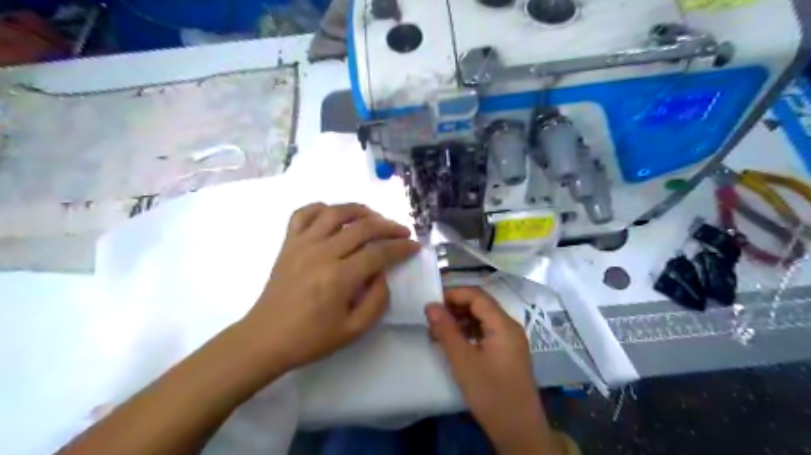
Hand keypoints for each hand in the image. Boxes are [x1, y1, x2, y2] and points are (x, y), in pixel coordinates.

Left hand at [239, 203, 417, 372]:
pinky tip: (334, 215)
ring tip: (374, 217)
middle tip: (402, 232)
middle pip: (362, 227)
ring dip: (360, 210)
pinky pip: (303, 214)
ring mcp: (302, 244)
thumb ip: (377, 299)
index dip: (401, 247)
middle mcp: (321, 253)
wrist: (265, 339)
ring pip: (335, 212)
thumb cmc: (311, 338)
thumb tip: (382, 272)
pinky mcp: (288, 243)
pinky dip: (321, 208)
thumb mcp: (354, 330)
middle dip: (389, 227)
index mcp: (339, 278)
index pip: (379, 252)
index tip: (414, 246)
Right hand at [426, 288, 554, 454]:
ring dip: (461, 321)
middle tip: (432, 319)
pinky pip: (487, 333)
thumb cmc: (490, 393)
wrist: (519, 431)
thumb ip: (446, 330)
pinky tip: (454, 343)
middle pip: (481, 305)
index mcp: (504, 325)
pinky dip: (469, 333)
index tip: (432, 303)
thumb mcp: (463, 361)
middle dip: (455, 308)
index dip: (454, 294)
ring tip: (438, 332)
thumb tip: (431, 305)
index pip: (477, 296)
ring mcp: (511, 340)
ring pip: (483, 319)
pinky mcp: (508, 353)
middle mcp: (510, 327)